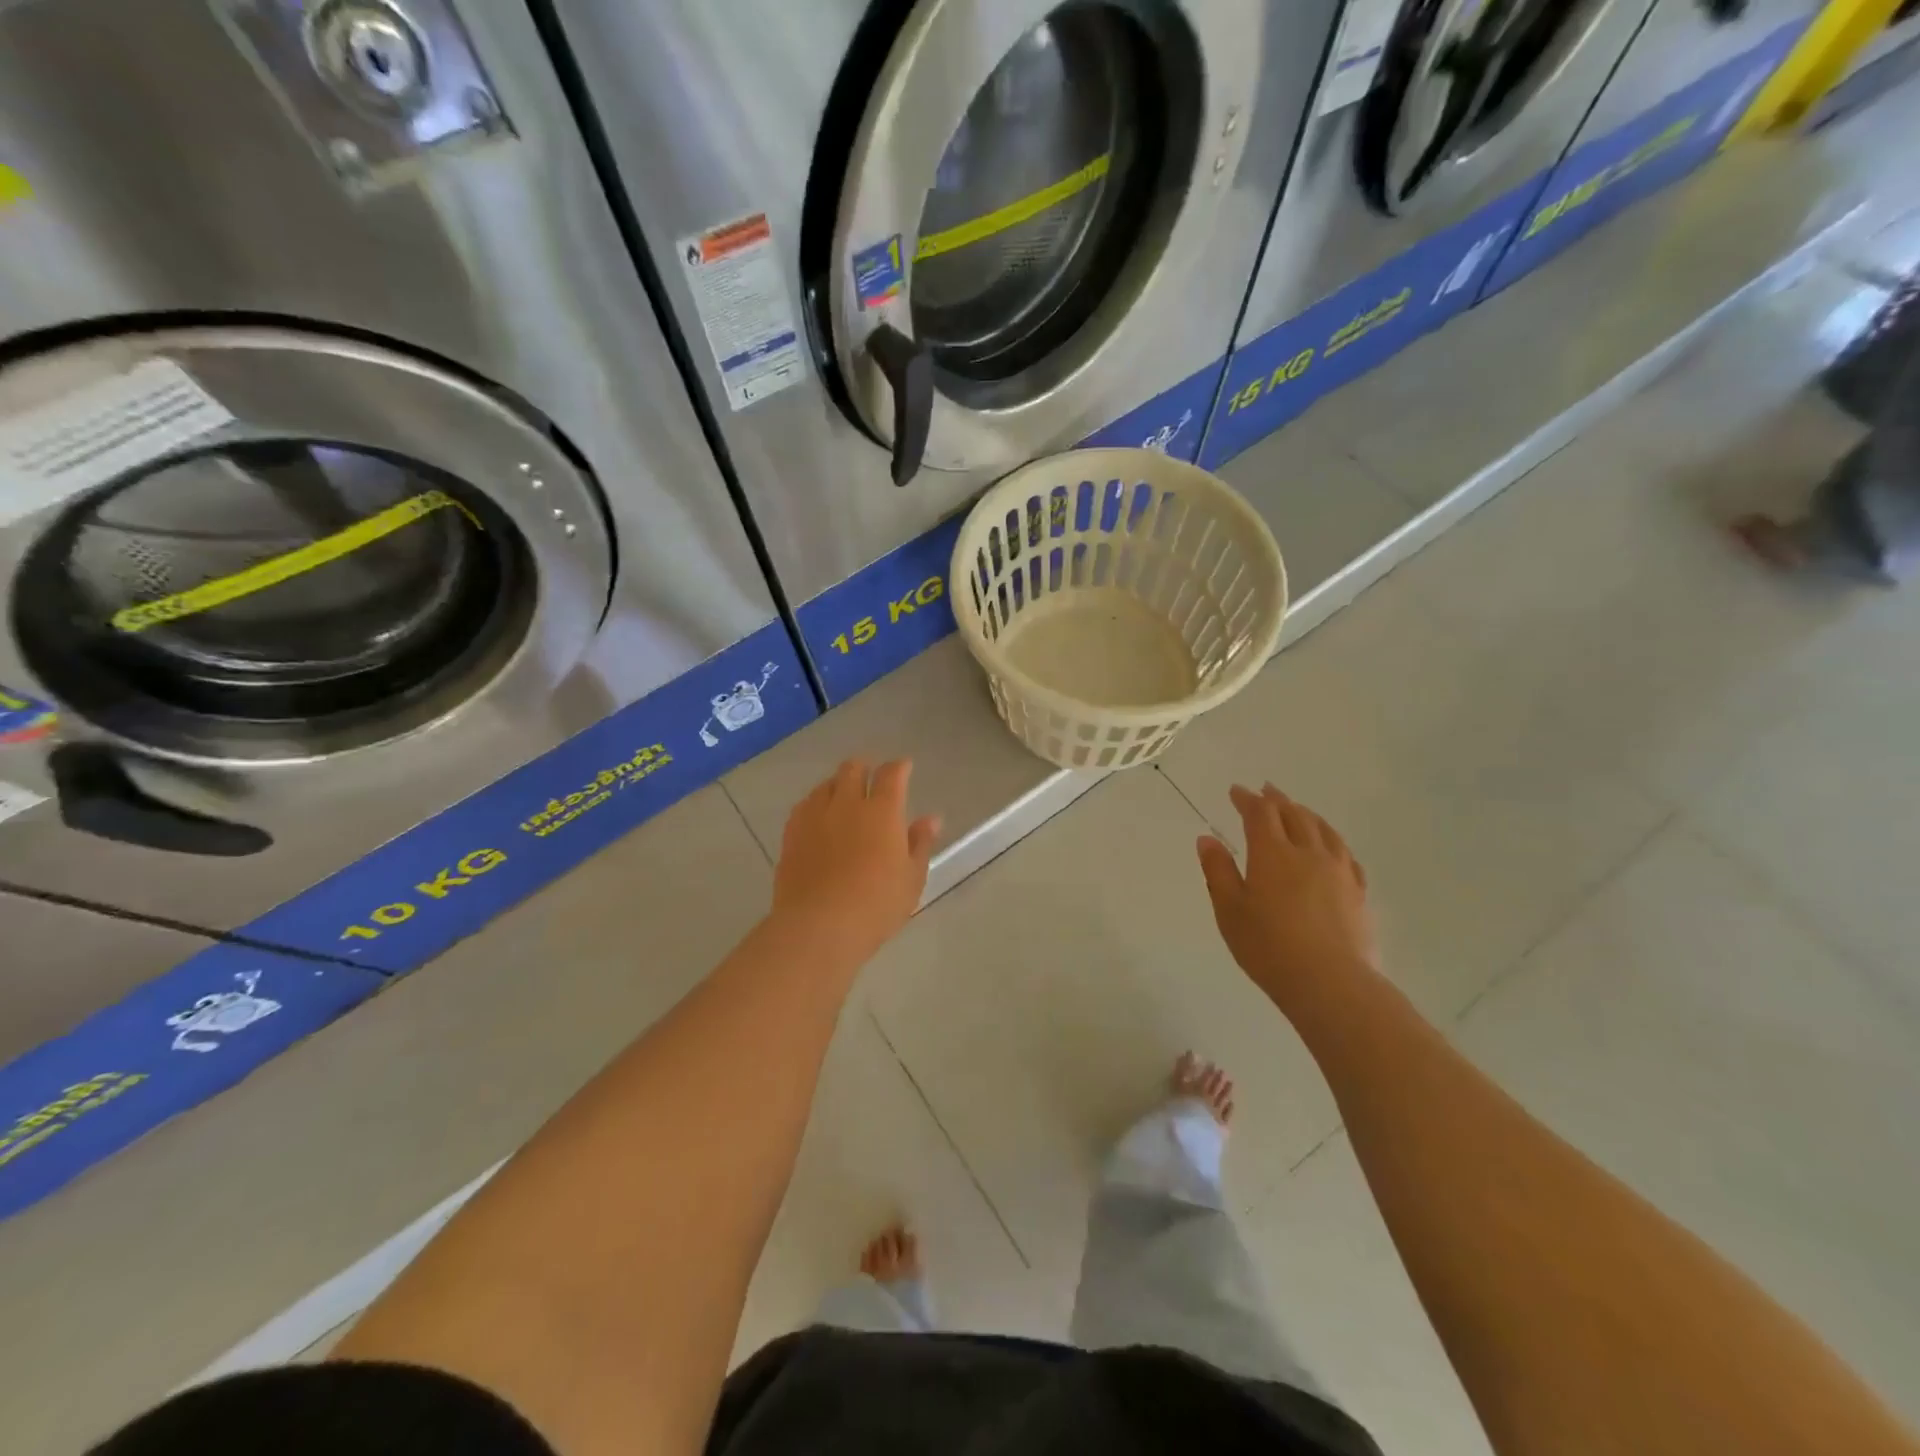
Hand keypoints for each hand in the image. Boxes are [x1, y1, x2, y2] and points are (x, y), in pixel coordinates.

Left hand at [772, 759, 940, 964]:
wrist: (819, 926)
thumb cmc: (876, 905)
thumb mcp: (911, 878)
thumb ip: (920, 844)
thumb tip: (931, 818)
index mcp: (882, 811)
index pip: (892, 774)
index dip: (899, 767)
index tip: (904, 767)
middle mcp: (847, 803)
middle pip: (853, 769)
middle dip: (865, 767)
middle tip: (871, 778)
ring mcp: (815, 816)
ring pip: (826, 784)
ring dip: (838, 783)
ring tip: (844, 795)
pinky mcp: (791, 833)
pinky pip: (804, 805)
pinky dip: (816, 803)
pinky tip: (818, 816)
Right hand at [1197, 783, 1377, 1013]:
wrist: (1330, 983)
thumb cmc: (1268, 947)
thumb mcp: (1229, 910)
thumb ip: (1218, 871)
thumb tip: (1207, 839)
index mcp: (1272, 853)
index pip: (1260, 813)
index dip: (1247, 799)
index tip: (1236, 791)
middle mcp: (1307, 852)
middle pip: (1294, 814)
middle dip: (1276, 799)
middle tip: (1265, 790)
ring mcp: (1338, 870)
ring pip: (1323, 829)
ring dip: (1306, 813)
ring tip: (1297, 809)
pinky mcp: (1357, 891)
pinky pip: (1345, 853)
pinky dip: (1331, 839)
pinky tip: (1330, 845)